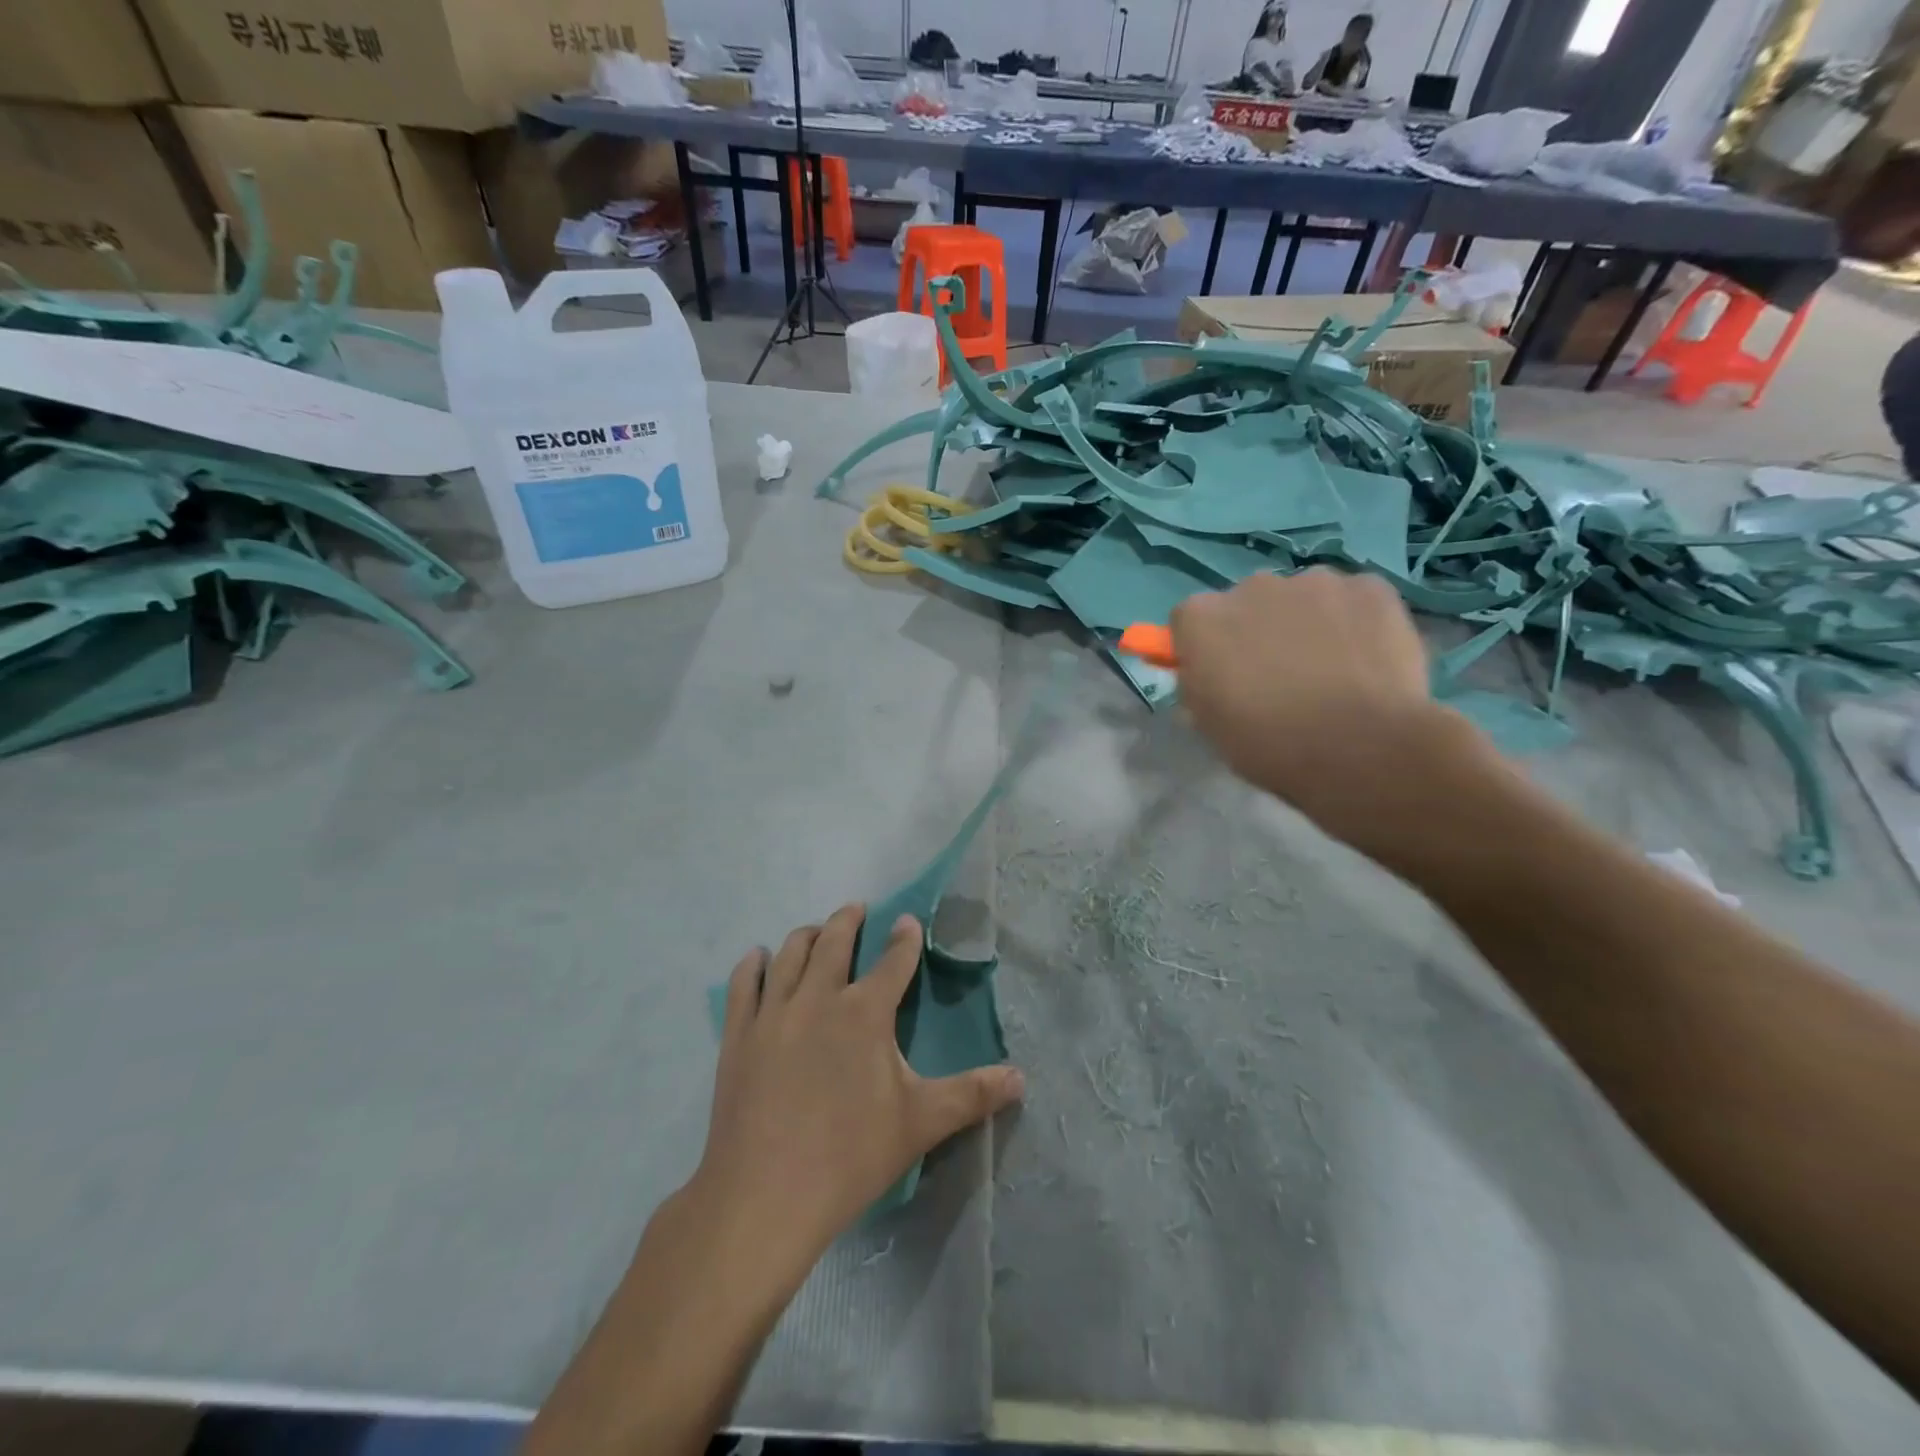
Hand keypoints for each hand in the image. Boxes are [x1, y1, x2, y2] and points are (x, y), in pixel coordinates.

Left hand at [692, 905, 1023, 1277]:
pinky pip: (744, 985)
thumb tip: (1021, 1078)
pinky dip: (752, 965)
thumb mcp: (921, 1123)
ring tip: (815, 930)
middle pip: (835, 942)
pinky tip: (756, 958)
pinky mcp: (739, 1036)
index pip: (893, 962)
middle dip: (849, 920)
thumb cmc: (850, 1156)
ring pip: (789, 955)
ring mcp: (773, 1014)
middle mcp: (818, 998)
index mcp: (865, 1012)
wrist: (765, 1196)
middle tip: (857, 909)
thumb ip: (972, 1095)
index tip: (908, 921)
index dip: (904, 939)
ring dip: (806, 935)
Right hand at [1170, 569, 1483, 848]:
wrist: (1358, 748)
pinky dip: (1355, 622)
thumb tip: (1210, 676)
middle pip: (1247, 602)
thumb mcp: (1208, 725)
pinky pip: (1353, 599)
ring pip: (1303, 598)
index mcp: (1202, 619)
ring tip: (1329, 670)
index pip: (1190, 620)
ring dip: (1307, 622)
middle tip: (1278, 676)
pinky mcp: (1369, 587)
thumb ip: (1200, 686)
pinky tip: (1367, 661)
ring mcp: (1314, 581)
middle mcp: (1251, 586)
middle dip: (1257, 630)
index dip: (1206, 647)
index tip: (1220, 675)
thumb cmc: (1268, 744)